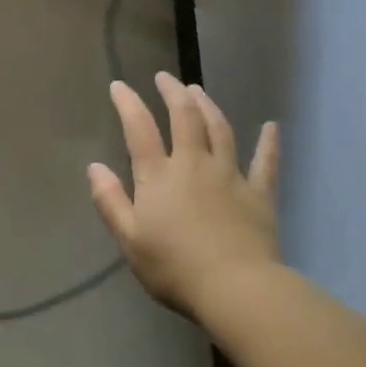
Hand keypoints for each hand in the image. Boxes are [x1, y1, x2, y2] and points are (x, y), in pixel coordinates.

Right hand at [88, 73, 279, 319]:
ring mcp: (229, 176)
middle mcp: (194, 165)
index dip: (128, 103)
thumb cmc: (174, 268)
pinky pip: (265, 163)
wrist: (236, 289)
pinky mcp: (258, 194)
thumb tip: (94, 167)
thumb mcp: (129, 239)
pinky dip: (268, 143)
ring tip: (198, 90)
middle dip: (173, 93)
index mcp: (159, 176)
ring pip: (220, 130)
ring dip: (208, 106)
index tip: (119, 85)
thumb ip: (110, 201)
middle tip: (165, 77)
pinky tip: (271, 126)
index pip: (139, 129)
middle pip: (184, 118)